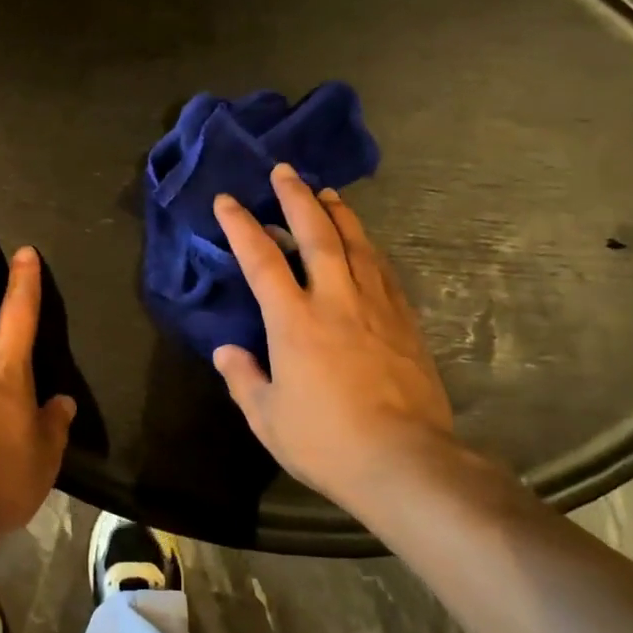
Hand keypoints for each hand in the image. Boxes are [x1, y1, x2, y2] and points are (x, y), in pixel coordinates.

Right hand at [212, 165, 469, 512]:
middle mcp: (335, 300)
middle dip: (296, 198)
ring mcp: (376, 307)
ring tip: (326, 193)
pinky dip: (368, 247)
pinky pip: (383, 270)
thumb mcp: (268, 418)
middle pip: (316, 234)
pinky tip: (365, 242)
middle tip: (285, 170)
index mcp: (294, 321)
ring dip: (338, 213)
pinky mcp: (405, 321)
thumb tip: (226, 351)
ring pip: (356, 244)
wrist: (405, 461)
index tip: (227, 200)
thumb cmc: (326, 442)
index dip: (241, 226)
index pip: (261, 261)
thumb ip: (243, 378)